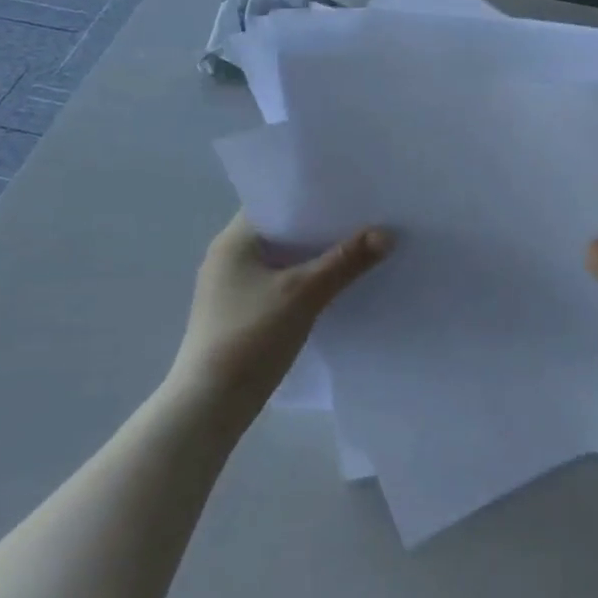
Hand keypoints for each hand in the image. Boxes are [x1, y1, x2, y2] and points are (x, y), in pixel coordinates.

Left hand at [171, 212, 391, 416]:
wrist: (211, 405)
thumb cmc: (250, 337)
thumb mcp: (304, 294)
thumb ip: (345, 261)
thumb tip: (386, 233)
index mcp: (233, 241)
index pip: (275, 202)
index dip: (312, 196)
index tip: (349, 193)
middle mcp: (229, 258)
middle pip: (283, 231)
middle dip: (321, 228)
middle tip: (364, 218)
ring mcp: (234, 288)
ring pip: (284, 260)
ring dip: (315, 257)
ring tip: (359, 248)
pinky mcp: (243, 314)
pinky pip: (281, 285)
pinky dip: (306, 282)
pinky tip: (337, 286)